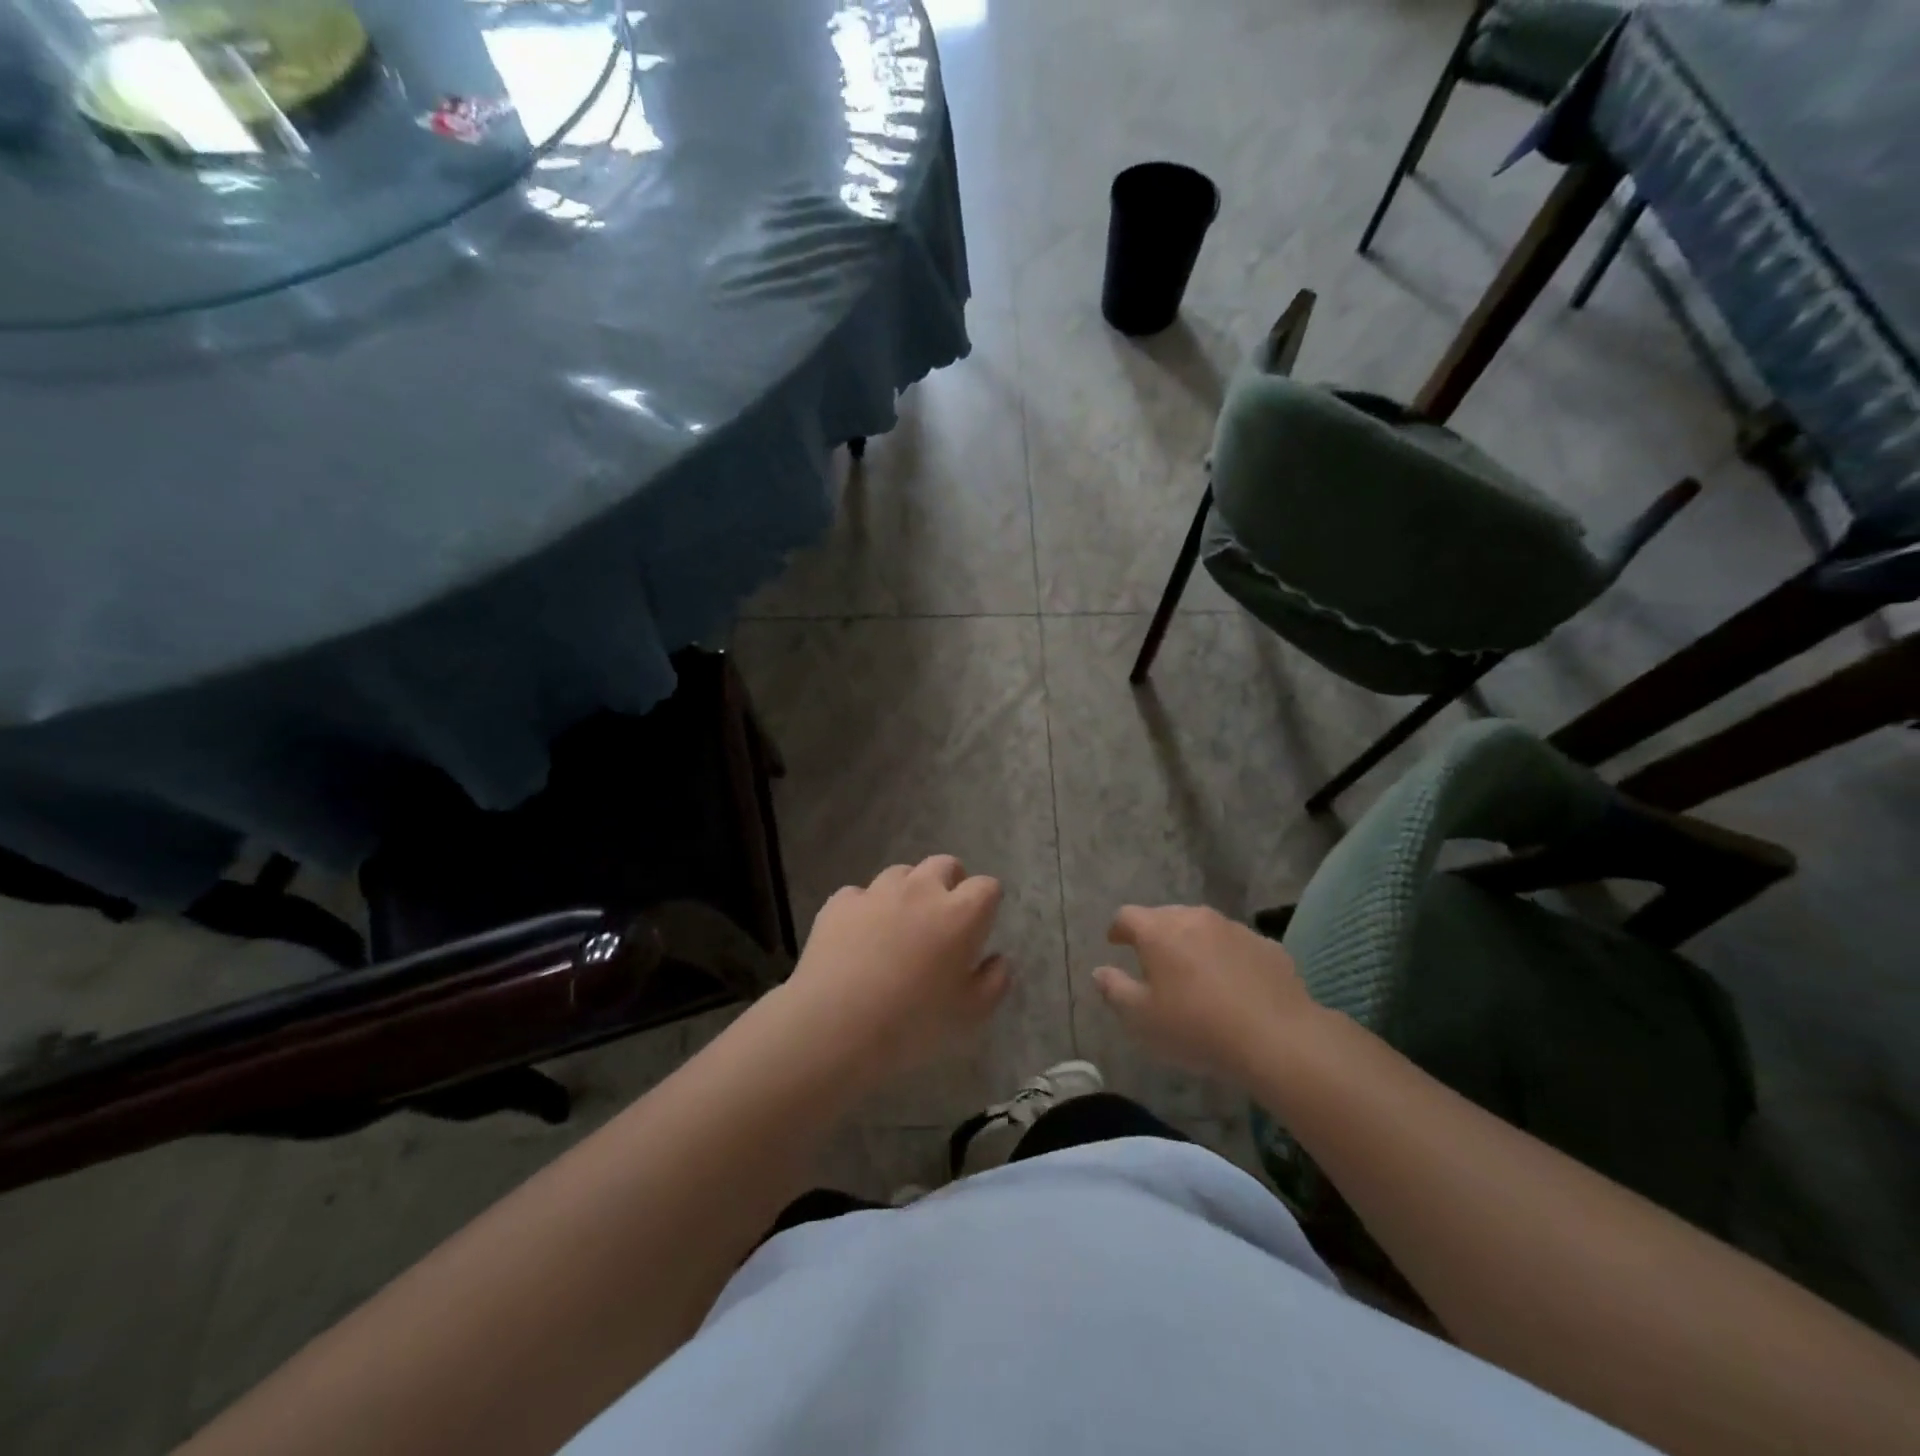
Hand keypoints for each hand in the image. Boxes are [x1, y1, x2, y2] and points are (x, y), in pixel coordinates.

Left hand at [778, 856, 1008, 1084]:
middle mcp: (921, 890)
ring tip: (899, 925)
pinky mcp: (840, 902)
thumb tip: (998, 959)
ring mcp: (877, 892)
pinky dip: (865, 909)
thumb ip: (994, 981)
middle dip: (950, 883)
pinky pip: (860, 895)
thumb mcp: (970, 1014)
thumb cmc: (913, 1023)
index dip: (987, 903)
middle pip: (944, 864)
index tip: (980, 924)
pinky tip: (859, 938)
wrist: (836, 1024)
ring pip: (901, 873)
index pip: (987, 887)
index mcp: (960, 914)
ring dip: (907, 891)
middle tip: (943, 918)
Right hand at [1092, 904, 1319, 1086]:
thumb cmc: (1197, 1027)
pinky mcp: (1266, 945)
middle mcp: (1195, 918)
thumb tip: (1100, 971)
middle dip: (1156, 935)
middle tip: (1154, 963)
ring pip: (1203, 928)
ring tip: (1195, 974)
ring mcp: (1234, 928)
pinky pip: (1236, 945)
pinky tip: (1233, 986)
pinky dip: (1227, 958)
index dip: (1118, 929)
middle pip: (1166, 917)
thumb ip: (1114, 990)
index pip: (1127, 916)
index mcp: (1159, 931)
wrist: (1277, 1038)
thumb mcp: (1142, 1018)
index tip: (1115, 944)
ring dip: (1193, 944)